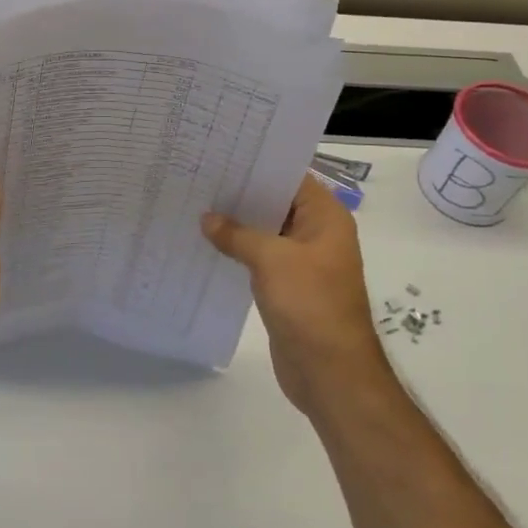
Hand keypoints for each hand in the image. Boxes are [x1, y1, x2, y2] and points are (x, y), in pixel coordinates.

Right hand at [203, 175, 394, 418]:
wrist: (330, 373)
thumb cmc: (310, 304)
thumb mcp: (271, 259)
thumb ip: (238, 234)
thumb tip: (208, 219)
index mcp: (325, 218)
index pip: (290, 177)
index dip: (258, 164)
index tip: (221, 154)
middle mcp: (317, 234)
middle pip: (276, 203)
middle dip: (241, 194)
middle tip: (200, 177)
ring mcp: (303, 261)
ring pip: (266, 231)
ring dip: (237, 224)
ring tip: (197, 205)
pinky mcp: (288, 286)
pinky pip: (260, 258)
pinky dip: (238, 250)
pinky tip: (208, 244)